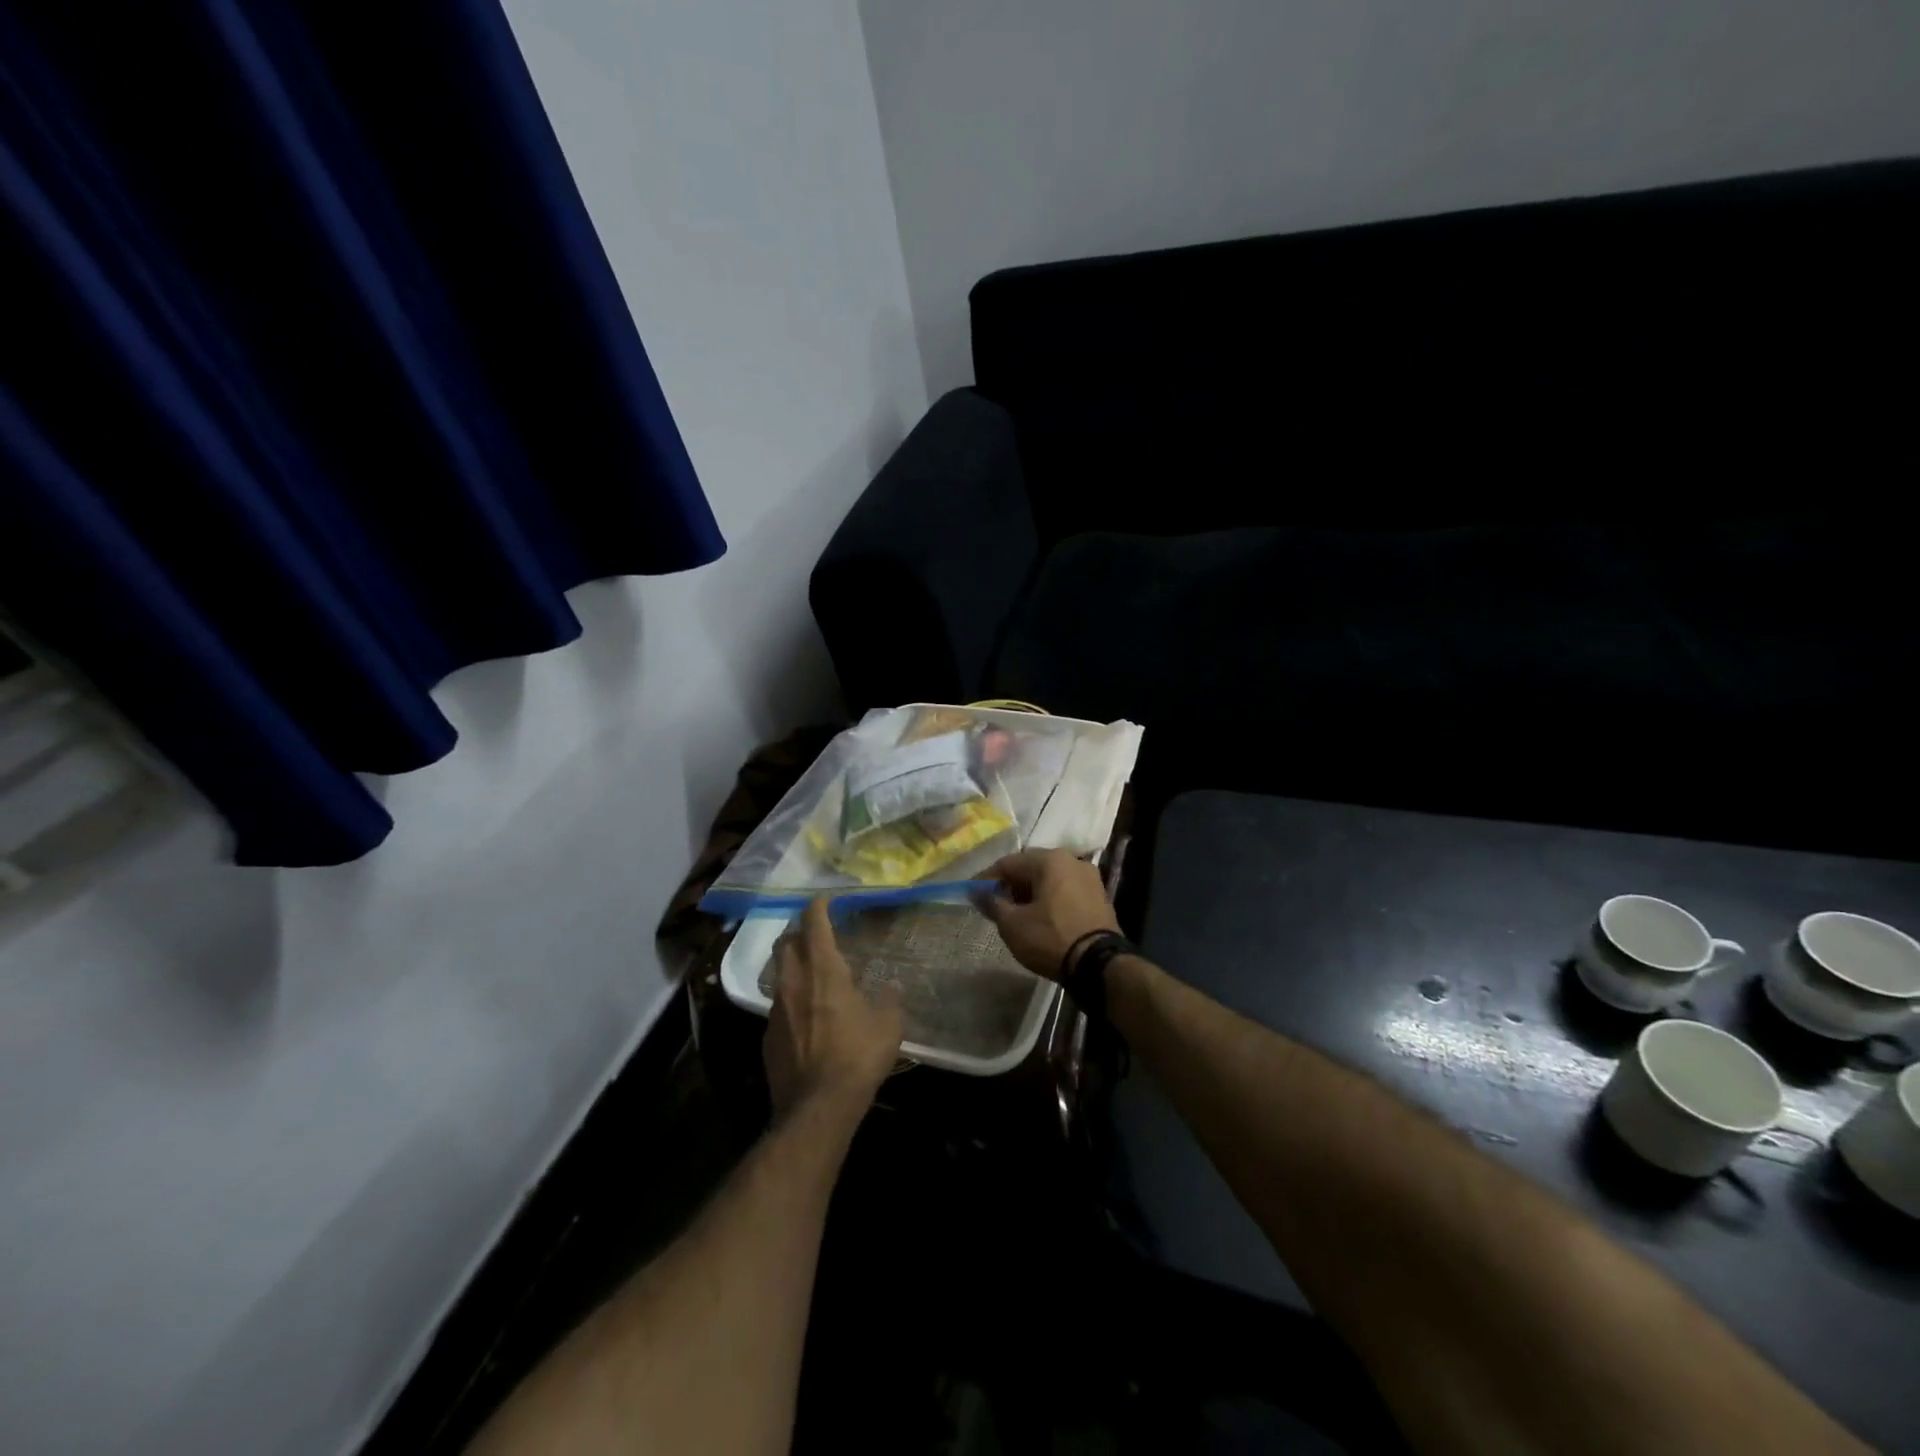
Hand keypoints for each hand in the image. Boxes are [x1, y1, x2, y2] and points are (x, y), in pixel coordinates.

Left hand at [764, 899, 903, 1122]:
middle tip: (816, 935)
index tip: (825, 900)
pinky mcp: (767, 1036)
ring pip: (779, 974)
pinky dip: (791, 1000)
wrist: (818, 1106)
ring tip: (813, 975)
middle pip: (786, 942)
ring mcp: (775, 1009)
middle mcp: (793, 981)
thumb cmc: (858, 1055)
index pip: (813, 923)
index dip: (818, 907)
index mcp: (823, 969)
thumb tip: (891, 987)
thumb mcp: (887, 1024)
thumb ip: (889, 999)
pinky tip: (807, 1017)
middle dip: (799, 933)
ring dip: (794, 967)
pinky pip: (777, 1006)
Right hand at [977, 849, 1119, 979]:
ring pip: (1050, 879)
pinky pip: (1065, 891)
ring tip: (1015, 913)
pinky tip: (1040, 917)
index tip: (971, 893)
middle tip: (993, 903)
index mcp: (1050, 859)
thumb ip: (993, 903)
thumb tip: (980, 893)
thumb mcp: (1012, 924)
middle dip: (1010, 885)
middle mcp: (1072, 860)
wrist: (1099, 964)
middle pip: (1031, 868)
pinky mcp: (1099, 897)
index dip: (986, 878)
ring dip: (1030, 892)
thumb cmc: (1050, 938)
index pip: (1008, 863)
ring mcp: (1089, 878)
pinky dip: (1049, 900)